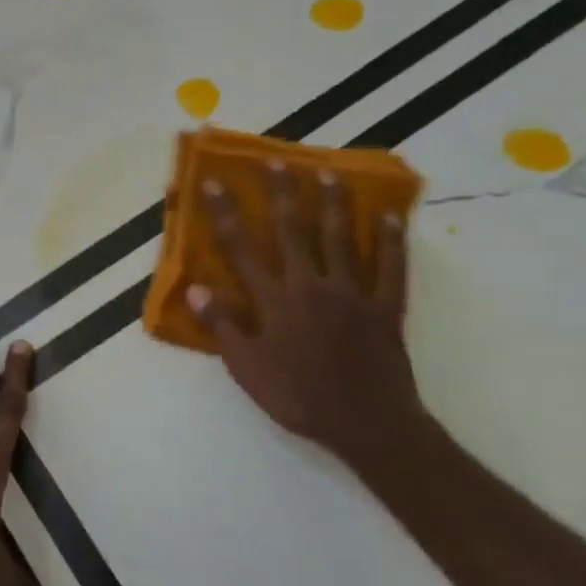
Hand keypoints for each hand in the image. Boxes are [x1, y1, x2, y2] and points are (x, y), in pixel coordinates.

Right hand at [186, 164, 438, 471]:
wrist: (367, 424)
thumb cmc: (297, 397)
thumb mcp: (246, 368)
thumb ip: (222, 326)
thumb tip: (195, 288)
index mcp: (273, 300)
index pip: (241, 248)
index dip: (225, 213)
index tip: (213, 181)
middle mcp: (310, 285)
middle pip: (292, 231)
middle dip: (281, 193)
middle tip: (276, 160)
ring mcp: (352, 293)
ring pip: (340, 238)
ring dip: (332, 203)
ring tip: (327, 172)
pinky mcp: (385, 307)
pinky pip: (390, 267)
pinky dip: (391, 241)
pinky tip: (390, 216)